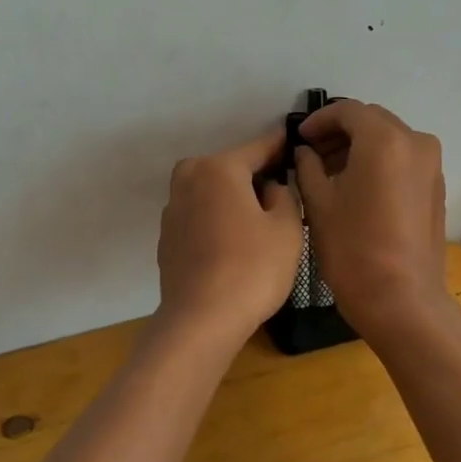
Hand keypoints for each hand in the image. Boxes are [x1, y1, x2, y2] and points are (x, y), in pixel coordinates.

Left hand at [157, 128, 303, 338]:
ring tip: (258, 222)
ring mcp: (172, 208)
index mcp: (219, 168)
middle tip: (281, 194)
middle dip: (253, 177)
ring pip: (211, 192)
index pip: (258, 148)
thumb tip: (270, 188)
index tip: (293, 142)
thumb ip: (284, 195)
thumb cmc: (252, 268)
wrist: (201, 319)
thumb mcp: (287, 228)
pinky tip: (233, 243)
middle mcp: (189, 178)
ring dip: (232, 199)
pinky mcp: (167, 236)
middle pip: (229, 168)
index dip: (280, 147)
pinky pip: (199, 215)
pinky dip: (215, 220)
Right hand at [293, 100, 448, 334]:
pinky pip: (403, 159)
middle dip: (340, 131)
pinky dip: (379, 162)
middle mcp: (415, 142)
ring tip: (330, 171)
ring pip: (390, 139)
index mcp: (384, 140)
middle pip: (372, 121)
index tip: (299, 138)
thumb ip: (308, 166)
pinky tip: (356, 186)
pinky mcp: (436, 188)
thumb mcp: (318, 203)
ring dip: (360, 146)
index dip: (319, 120)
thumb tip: (306, 152)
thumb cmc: (352, 248)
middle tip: (312, 152)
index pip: (347, 111)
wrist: (400, 299)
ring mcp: (432, 165)